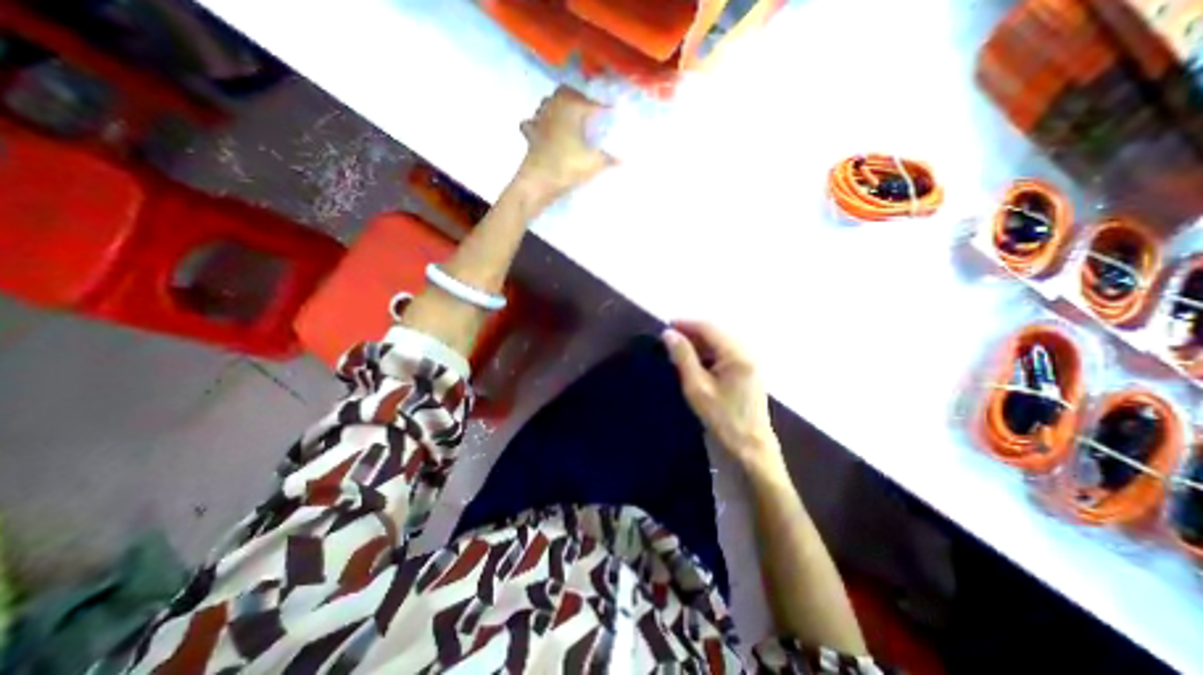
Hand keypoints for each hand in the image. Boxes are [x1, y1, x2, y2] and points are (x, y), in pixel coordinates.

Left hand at [515, 86, 612, 201]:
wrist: (539, 181)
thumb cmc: (567, 166)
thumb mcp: (593, 164)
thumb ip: (608, 160)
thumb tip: (622, 160)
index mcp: (571, 108)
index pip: (590, 103)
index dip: (602, 107)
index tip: (610, 111)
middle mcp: (554, 108)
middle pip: (564, 92)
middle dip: (576, 97)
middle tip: (587, 109)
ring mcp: (539, 120)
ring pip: (547, 103)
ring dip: (557, 107)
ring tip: (567, 118)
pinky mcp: (530, 135)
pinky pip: (533, 123)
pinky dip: (539, 124)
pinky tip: (544, 132)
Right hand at [662, 320, 784, 473]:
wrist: (750, 447)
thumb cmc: (722, 418)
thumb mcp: (697, 387)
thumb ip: (683, 357)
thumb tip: (668, 333)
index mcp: (737, 353)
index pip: (708, 327)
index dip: (686, 323)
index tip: (665, 327)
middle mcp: (747, 351)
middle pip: (716, 331)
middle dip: (692, 332)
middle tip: (669, 340)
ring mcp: (750, 360)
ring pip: (720, 341)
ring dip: (699, 342)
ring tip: (678, 350)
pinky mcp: (748, 370)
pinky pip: (725, 352)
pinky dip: (708, 352)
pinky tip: (695, 362)